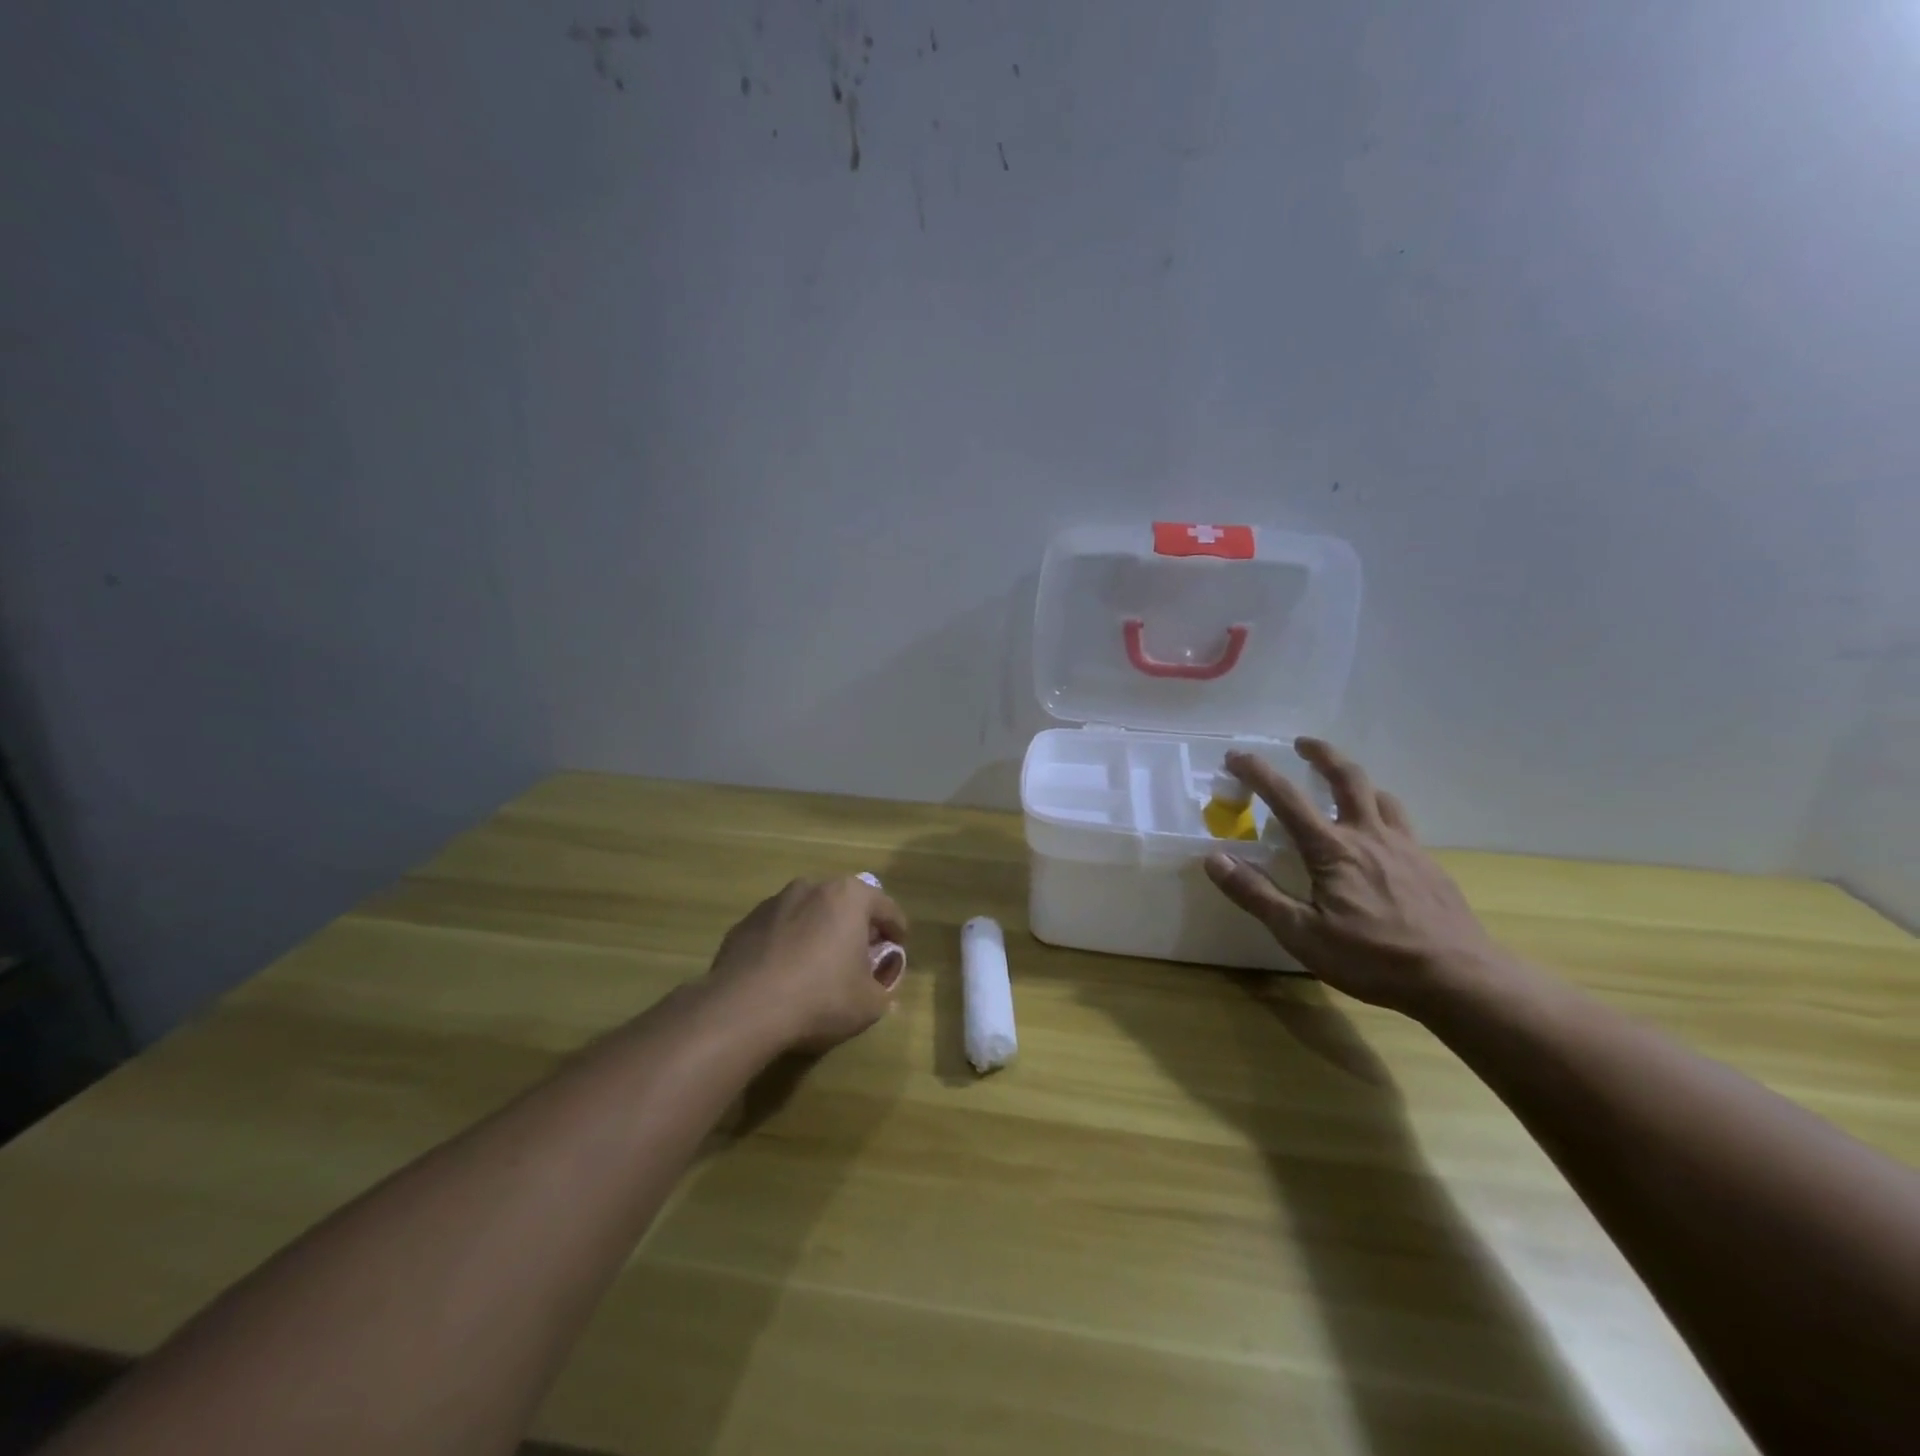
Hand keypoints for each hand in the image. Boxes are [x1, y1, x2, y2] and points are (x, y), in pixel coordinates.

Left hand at [704, 876, 908, 1053]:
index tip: (899, 948)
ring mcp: (774, 902)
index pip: (887, 908)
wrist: (744, 1009)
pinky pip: (779, 930)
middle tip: (862, 954)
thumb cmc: (820, 998)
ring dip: (820, 931)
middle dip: (857, 926)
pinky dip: (788, 944)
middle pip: (846, 904)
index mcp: (849, 897)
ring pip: (809, 913)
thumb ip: (884, 988)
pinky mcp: (745, 923)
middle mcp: (812, 887)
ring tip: (820, 964)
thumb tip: (881, 984)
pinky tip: (786, 974)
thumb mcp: (870, 1004)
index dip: (897, 930)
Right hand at [1203, 739, 1506, 1017]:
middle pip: (1347, 778)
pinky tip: (1380, 838)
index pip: (1286, 798)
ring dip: (1357, 782)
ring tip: (1343, 786)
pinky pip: (1402, 824)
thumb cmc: (1373, 958)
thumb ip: (1256, 894)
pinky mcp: (1429, 866)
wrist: (1460, 979)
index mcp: (1332, 849)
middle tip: (1302, 743)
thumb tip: (1214, 859)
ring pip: (1381, 797)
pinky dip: (1383, 813)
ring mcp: (1405, 848)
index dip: (1258, 773)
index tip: (1236, 755)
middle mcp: (1368, 836)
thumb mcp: (1301, 934)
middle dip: (1322, 754)